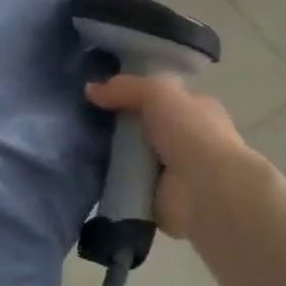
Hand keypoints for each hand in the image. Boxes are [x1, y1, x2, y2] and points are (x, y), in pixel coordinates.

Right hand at [85, 74, 278, 241]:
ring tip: (78, 145)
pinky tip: (88, 173)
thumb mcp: (157, 92)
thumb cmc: (191, 132)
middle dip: (119, 125)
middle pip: (145, 127)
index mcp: (198, 110)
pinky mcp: (159, 199)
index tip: (103, 93)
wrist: (207, 190)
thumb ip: (124, 87)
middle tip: (83, 119)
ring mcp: (174, 172)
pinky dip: (112, 182)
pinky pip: (128, 184)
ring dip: (113, 155)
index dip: (137, 93)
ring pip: (134, 157)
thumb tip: (90, 90)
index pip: (164, 97)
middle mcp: (188, 140)